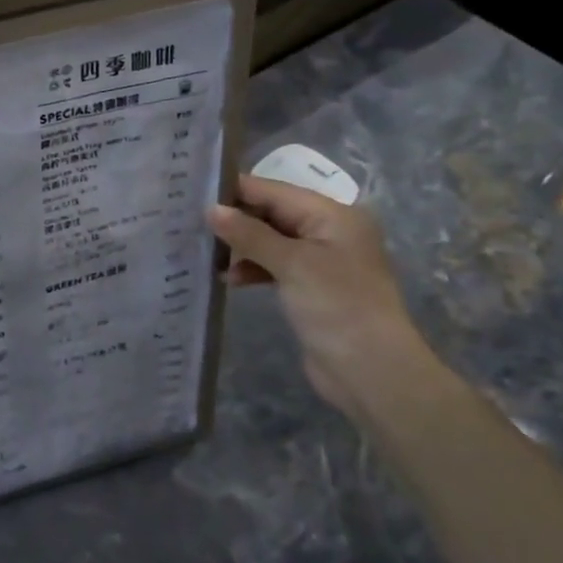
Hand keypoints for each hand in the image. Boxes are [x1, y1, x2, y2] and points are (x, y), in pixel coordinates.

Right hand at [206, 175, 440, 417]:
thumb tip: (211, 209)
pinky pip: (275, 266)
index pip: (275, 191)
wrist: (372, 371)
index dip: (236, 191)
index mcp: (333, 216)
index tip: (194, 192)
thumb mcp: (291, 263)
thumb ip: (249, 234)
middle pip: (272, 214)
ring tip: (206, 254)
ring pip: (270, 241)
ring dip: (241, 247)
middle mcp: (329, 232)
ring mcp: (322, 261)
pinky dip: (252, 268)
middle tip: (191, 222)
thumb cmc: (337, 306)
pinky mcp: (312, 288)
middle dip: (236, 219)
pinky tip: (228, 279)